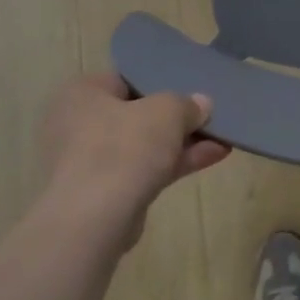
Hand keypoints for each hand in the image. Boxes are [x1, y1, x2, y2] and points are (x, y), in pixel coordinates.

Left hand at [38, 72, 229, 248]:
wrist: (93, 220)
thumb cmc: (123, 147)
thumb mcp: (166, 112)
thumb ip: (186, 104)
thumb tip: (201, 104)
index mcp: (82, 93)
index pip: (125, 79)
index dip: (160, 81)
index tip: (190, 87)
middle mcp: (78, 124)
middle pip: (137, 114)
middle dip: (176, 117)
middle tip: (208, 114)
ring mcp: (89, 162)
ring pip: (144, 145)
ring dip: (182, 142)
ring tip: (221, 136)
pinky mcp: (103, 194)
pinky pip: (144, 170)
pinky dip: (174, 164)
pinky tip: (213, 156)